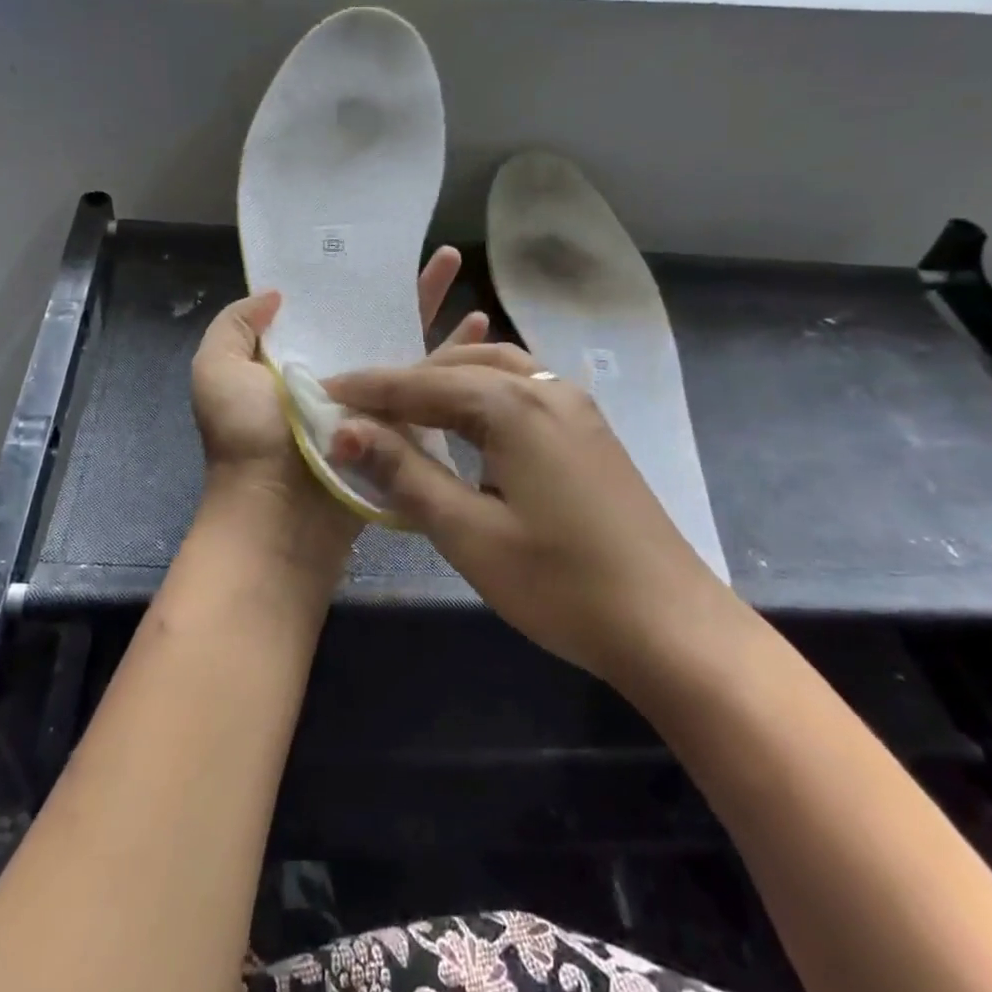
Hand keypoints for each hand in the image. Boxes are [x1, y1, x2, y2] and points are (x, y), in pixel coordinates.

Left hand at [191, 247, 487, 521]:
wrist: (279, 514)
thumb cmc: (247, 438)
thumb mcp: (216, 370)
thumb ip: (236, 325)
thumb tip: (276, 295)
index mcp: (293, 359)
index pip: (329, 307)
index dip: (351, 278)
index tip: (379, 246)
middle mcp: (335, 375)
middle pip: (376, 321)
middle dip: (408, 287)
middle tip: (444, 254)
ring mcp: (371, 402)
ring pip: (410, 348)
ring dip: (438, 313)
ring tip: (465, 277)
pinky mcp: (401, 426)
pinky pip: (430, 384)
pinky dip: (455, 356)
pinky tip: (483, 330)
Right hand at [324, 345, 736, 683]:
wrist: (670, 625)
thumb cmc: (561, 585)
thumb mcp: (469, 533)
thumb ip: (406, 473)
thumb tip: (347, 430)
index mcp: (513, 406)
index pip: (420, 385)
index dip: (367, 390)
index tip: (321, 391)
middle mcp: (545, 388)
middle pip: (457, 366)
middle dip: (403, 381)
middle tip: (358, 405)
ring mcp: (574, 404)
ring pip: (494, 368)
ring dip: (444, 379)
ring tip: (405, 405)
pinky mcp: (588, 427)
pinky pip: (521, 387)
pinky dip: (481, 391)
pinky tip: (467, 418)